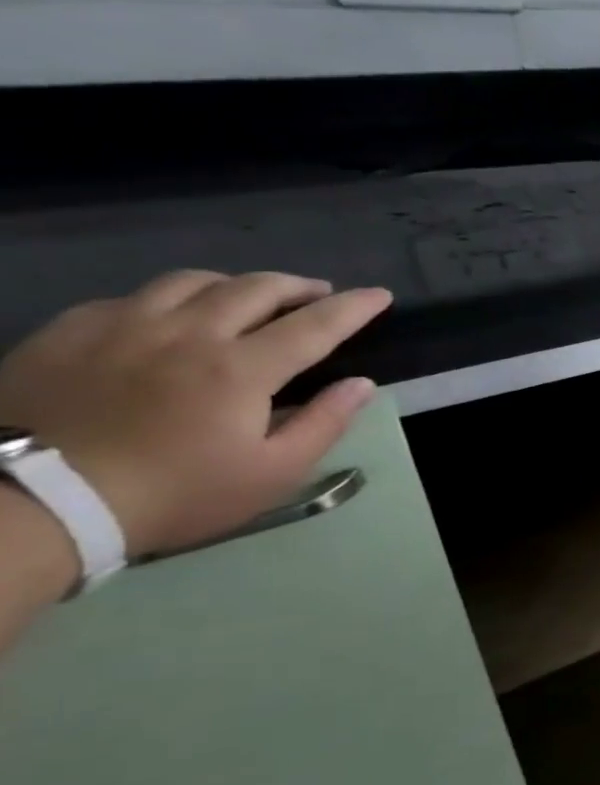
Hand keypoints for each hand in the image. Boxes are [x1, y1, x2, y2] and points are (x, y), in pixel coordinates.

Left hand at [0, 270, 392, 559]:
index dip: (354, 307)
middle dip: (298, 286)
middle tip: (320, 292)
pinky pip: (129, 297)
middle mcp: (188, 333)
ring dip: (235, 283)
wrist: (34, 503)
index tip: (380, 295)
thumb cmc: (175, 494)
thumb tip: (361, 384)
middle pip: (254, 289)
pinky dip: (168, 298)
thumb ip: (323, 423)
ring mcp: (121, 327)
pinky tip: (171, 315)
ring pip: (191, 282)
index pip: (315, 325)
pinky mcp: (67, 333)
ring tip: (250, 295)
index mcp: (242, 368)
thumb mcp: (272, 473)